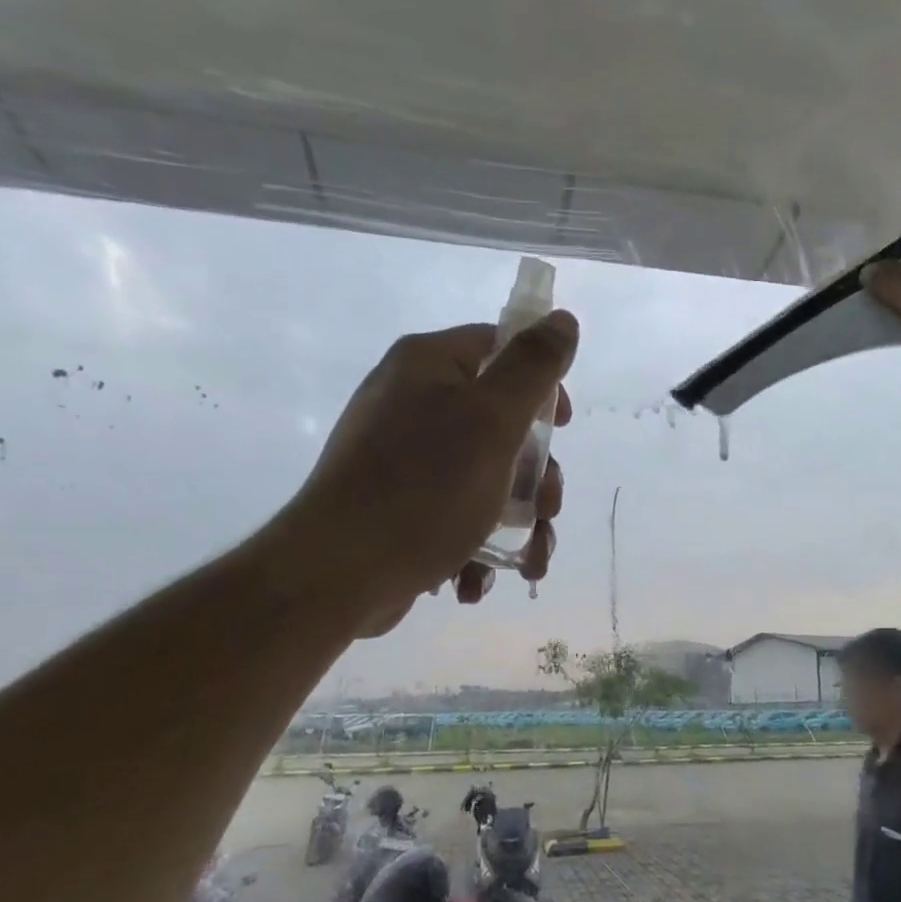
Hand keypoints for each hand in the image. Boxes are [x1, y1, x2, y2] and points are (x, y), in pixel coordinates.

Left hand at [285, 313, 577, 633]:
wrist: (338, 574)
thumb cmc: (425, 488)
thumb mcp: (492, 420)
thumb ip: (533, 367)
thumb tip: (563, 320)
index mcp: (427, 367)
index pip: (499, 348)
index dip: (541, 384)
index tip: (562, 428)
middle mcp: (410, 403)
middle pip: (500, 424)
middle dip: (536, 476)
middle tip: (547, 510)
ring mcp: (399, 458)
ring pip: (484, 477)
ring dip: (517, 522)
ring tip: (528, 563)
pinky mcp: (395, 506)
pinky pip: (453, 513)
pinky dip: (475, 545)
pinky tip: (475, 581)